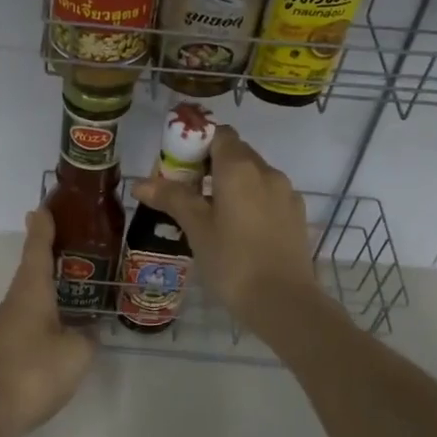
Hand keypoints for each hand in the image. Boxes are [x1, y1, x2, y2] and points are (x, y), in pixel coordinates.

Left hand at [0, 207, 95, 436]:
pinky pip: (30, 318)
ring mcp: (5, 326)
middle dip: (51, 254)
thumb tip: (88, 330)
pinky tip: (64, 325)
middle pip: (32, 269)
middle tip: (78, 243)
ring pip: (31, 295)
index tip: (44, 206)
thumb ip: (87, 337)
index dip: (43, 227)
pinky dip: (47, 311)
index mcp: (30, 292)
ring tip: (78, 283)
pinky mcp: (4, 348)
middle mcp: (14, 301)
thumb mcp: (75, 354)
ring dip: (50, 285)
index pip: (37, 248)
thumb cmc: (32, 374)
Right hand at [132, 125, 325, 332]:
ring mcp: (286, 193)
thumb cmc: (232, 262)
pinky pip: (268, 196)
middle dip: (211, 165)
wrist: (284, 302)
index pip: (218, 134)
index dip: (196, 142)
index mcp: (240, 167)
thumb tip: (140, 183)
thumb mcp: (196, 229)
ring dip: (231, 184)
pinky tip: (238, 230)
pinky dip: (250, 202)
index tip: (178, 165)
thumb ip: (172, 198)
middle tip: (187, 192)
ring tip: (211, 214)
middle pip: (236, 153)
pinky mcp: (296, 216)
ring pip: (254, 176)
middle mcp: (267, 171)